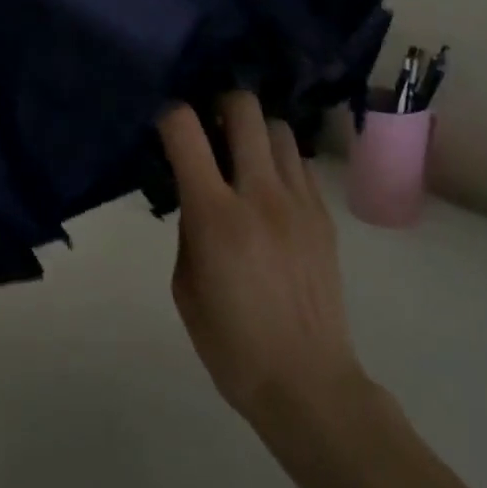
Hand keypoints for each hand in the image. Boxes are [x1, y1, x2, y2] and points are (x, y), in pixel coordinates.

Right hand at [159, 92, 368, 431]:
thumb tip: (196, 192)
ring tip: (241, 155)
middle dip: (219, 103)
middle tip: (208, 126)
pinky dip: (279, 161)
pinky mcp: (324, 215)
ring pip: (279, 127)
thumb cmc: (231, 343)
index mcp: (216, 215)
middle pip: (244, 108)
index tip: (162, 122)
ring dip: (254, 131)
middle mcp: (261, 194)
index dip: (168, 113)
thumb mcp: (185, 284)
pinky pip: (299, 163)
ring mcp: (299, 201)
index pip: (185, 129)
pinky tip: (269, 188)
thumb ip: (189, 226)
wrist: (308, 383)